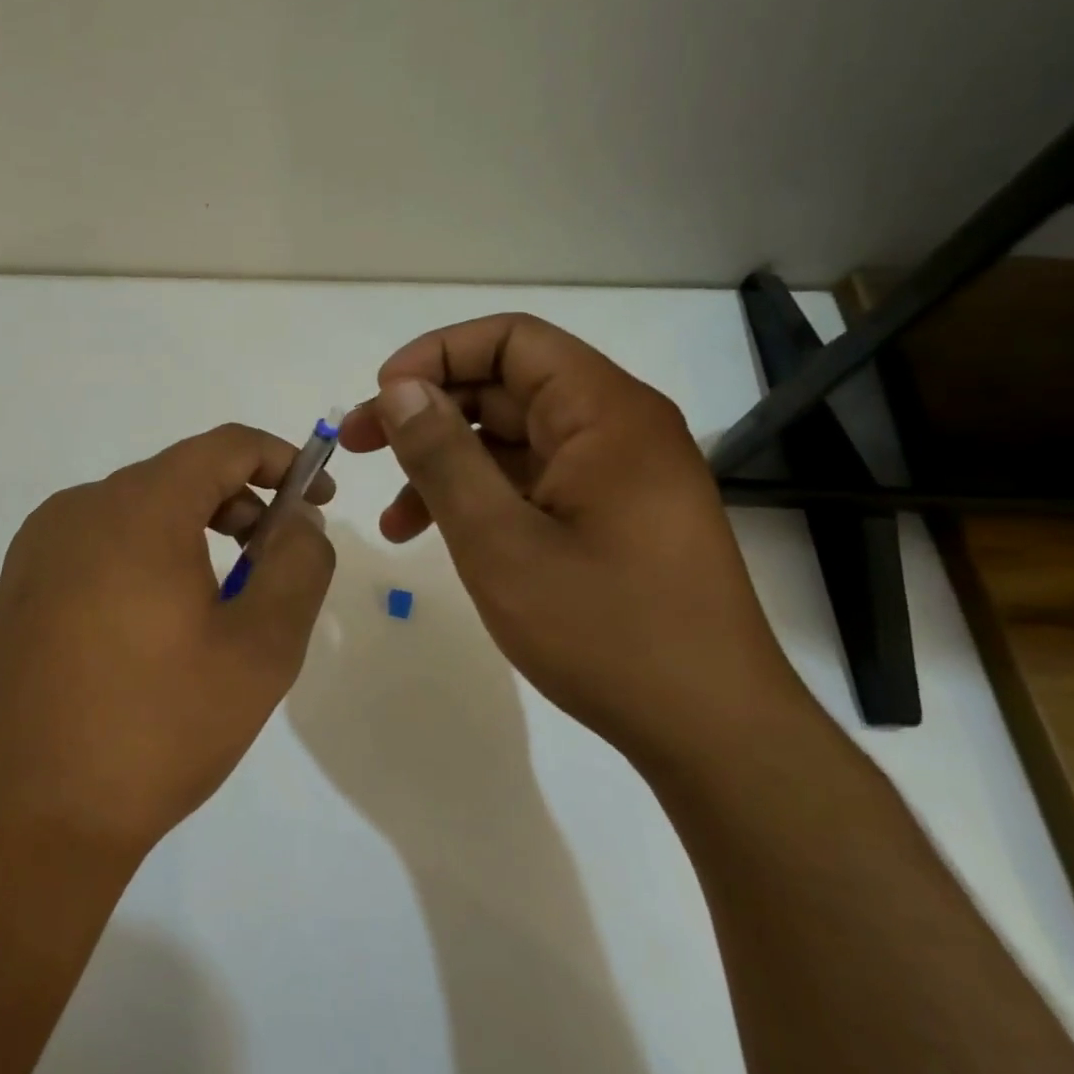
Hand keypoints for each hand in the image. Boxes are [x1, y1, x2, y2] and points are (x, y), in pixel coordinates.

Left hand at [0, 424, 335, 863]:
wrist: (28, 823)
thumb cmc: (157, 729)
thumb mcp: (261, 649)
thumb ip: (298, 566)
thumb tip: (299, 521)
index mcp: (138, 509)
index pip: (225, 446)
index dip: (282, 461)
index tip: (318, 500)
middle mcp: (79, 508)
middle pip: (180, 474)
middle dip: (241, 502)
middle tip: (274, 560)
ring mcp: (38, 547)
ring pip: (137, 509)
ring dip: (193, 531)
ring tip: (220, 599)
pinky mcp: (17, 586)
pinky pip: (98, 543)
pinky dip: (145, 555)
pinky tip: (154, 624)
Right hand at [339, 314, 803, 763]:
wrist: (712, 733)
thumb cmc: (605, 631)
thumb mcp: (500, 541)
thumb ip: (443, 456)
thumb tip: (398, 389)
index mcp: (605, 412)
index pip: (512, 340)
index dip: (438, 355)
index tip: (383, 397)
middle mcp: (617, 428)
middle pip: (507, 387)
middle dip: (428, 413)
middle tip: (361, 447)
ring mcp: (617, 474)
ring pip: (513, 440)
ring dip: (446, 464)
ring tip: (391, 517)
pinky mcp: (612, 515)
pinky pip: (533, 482)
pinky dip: (481, 498)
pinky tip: (435, 538)